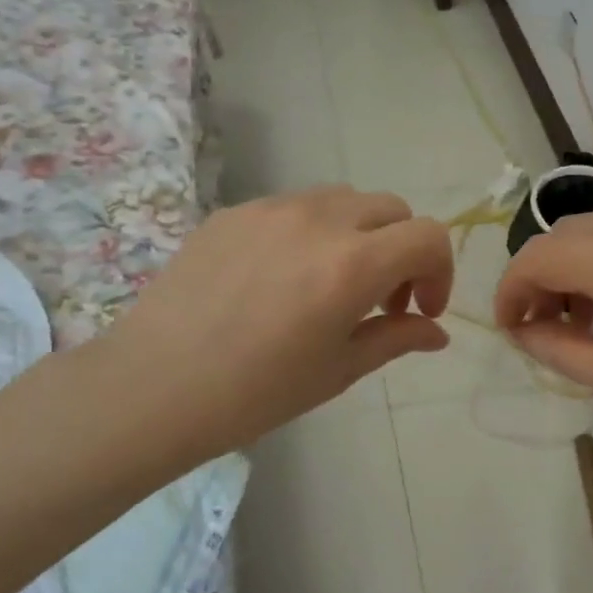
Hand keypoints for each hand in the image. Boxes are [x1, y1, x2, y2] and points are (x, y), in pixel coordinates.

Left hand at [88, 188, 452, 464]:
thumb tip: (436, 331)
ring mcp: (271, 208)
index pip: (428, 236)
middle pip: (391, 208)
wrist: (152, 387)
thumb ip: (397, 338)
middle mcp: (318, 220)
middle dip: (403, 250)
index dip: (440, 271)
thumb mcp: (338, 370)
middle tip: (381, 299)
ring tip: (332, 283)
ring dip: (359, 234)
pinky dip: (311, 232)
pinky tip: (280, 278)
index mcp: (352, 263)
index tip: (421, 310)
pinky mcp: (232, 212)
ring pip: (343, 200)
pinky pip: (293, 207)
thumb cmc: (255, 393)